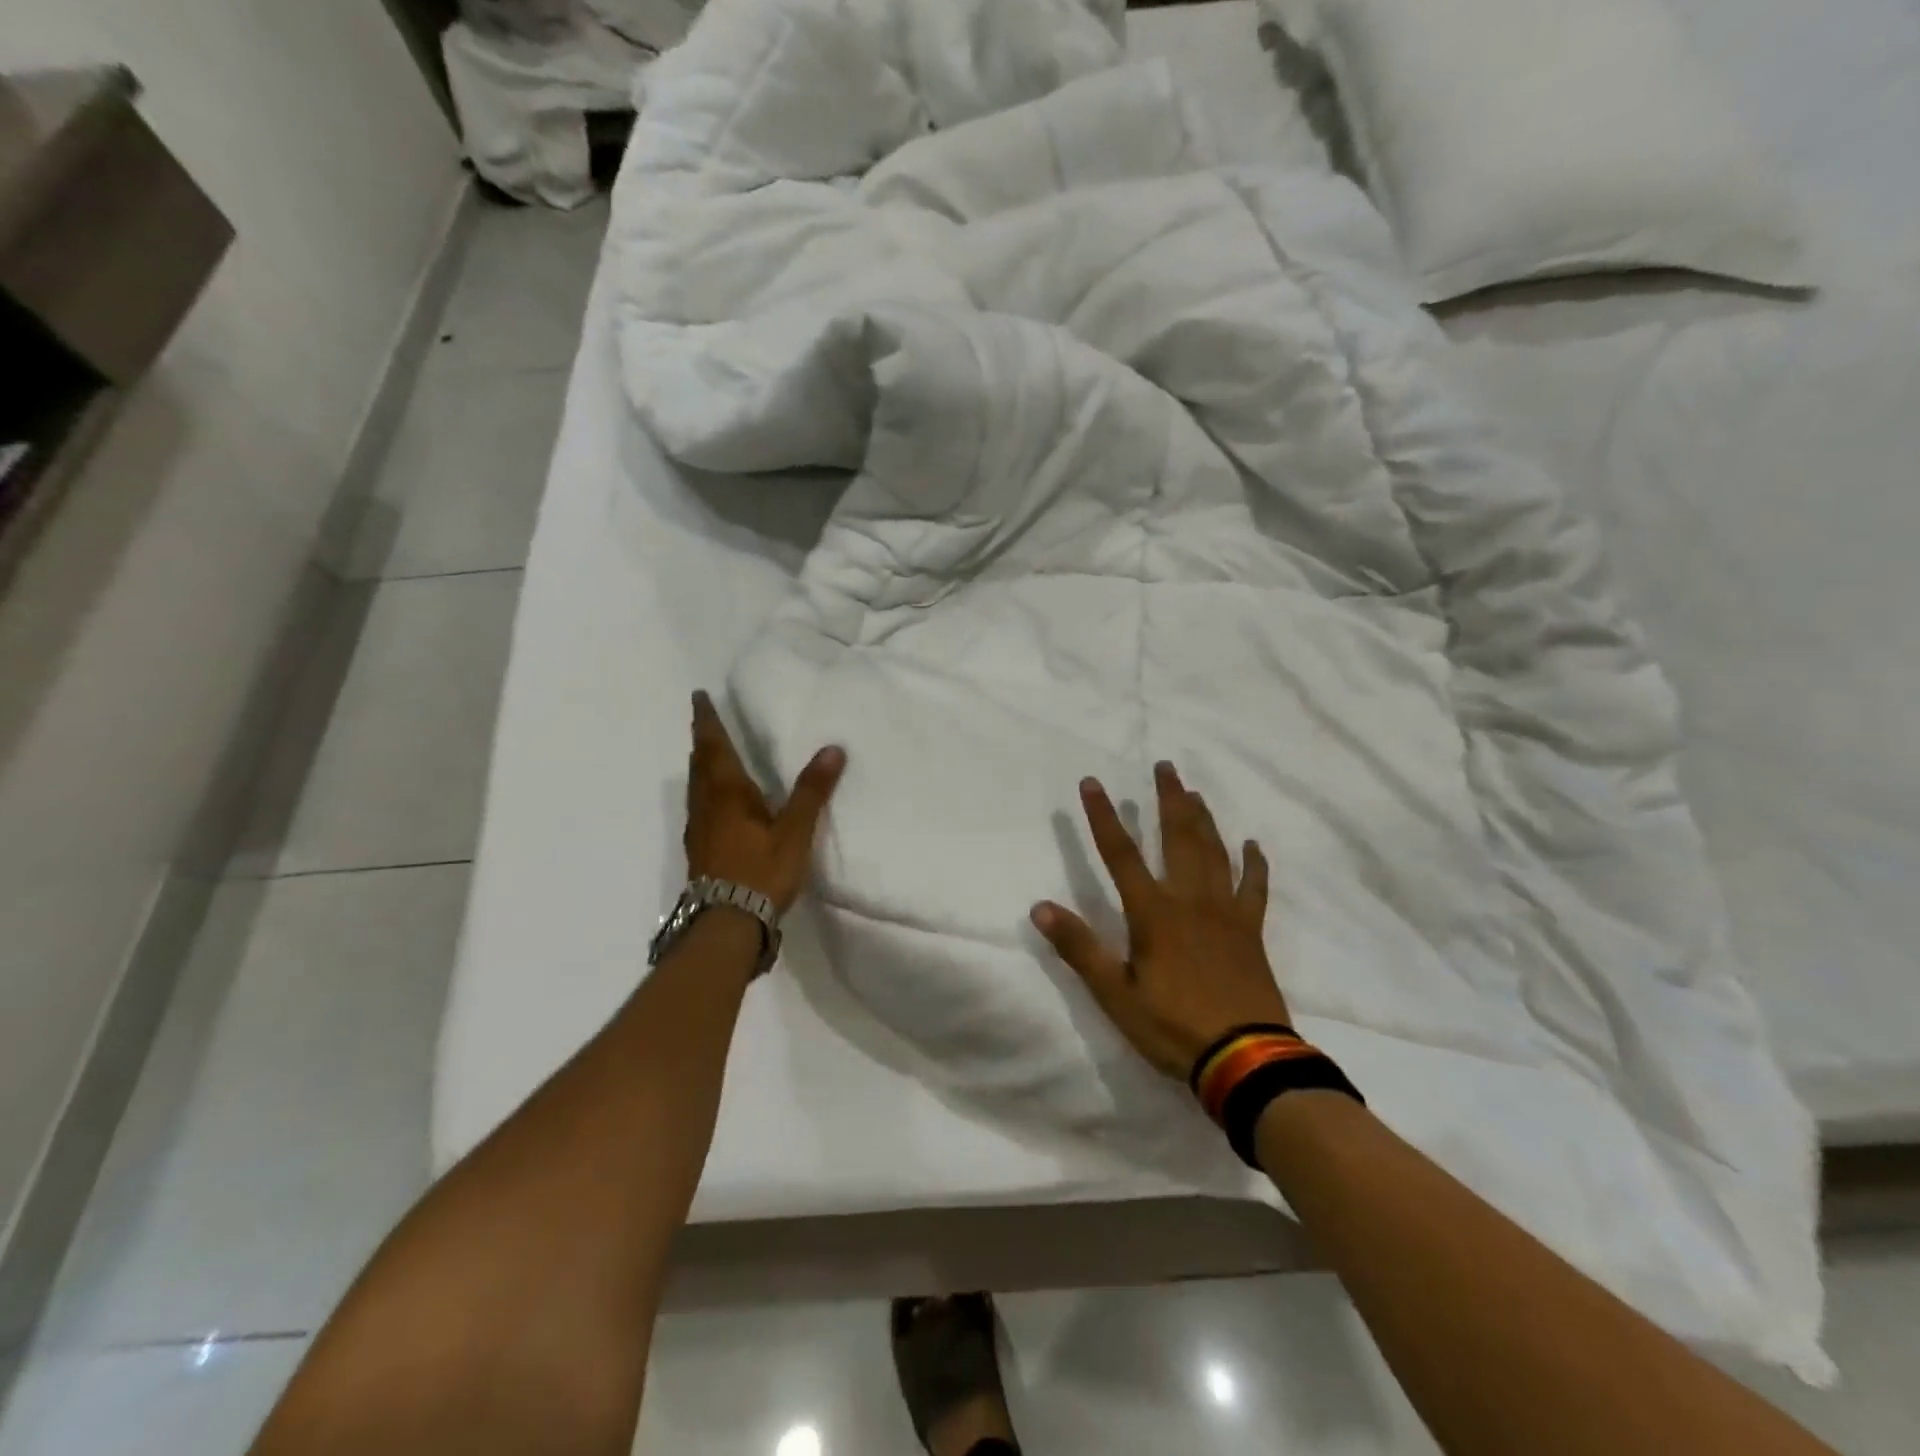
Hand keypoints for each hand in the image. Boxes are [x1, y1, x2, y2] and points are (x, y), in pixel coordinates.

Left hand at [685, 691, 845, 913]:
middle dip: (704, 739)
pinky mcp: (701, 849)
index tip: (699, 696)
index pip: (714, 746)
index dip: (707, 720)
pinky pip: (701, 806)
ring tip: (710, 753)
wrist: (727, 923)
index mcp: (727, 792)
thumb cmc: (760, 871)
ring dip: (702, 764)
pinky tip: (718, 802)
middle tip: (705, 719)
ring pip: (697, 786)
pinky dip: (706, 790)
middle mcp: (707, 805)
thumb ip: (812, 791)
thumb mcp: (794, 830)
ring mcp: (700, 829)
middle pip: (700, 763)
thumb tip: (832, 748)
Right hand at [1031, 762, 1288, 1080]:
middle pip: (1178, 838)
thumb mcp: (1115, 994)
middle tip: (1165, 766)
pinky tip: (1251, 845)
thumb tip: (1041, 906)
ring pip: (1214, 853)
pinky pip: (1254, 888)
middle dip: (1168, 800)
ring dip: (1203, 819)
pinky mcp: (1251, 931)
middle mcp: (1190, 900)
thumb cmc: (1172, 1026)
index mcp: (1153, 913)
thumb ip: (1079, 947)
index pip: (1121, 854)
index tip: (1092, 782)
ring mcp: (1225, 913)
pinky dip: (1254, 864)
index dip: (1103, 816)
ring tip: (1194, 792)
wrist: (1245, 1059)